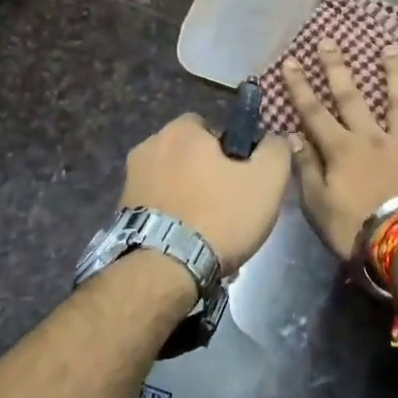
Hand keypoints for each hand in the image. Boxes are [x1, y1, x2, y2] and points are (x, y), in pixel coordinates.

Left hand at [120, 115, 291, 273]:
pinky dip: (171, 217)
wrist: (164, 270)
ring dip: (188, 196)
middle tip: (229, 206)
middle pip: (189, 154)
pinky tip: (186, 243)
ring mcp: (130, 179)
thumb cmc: (219, 215)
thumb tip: (274, 139)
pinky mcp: (121, 211)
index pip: (211, 127)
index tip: (243, 178)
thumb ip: (276, 150)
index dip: (231, 151)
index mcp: (180, 130)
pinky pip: (157, 206)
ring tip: (208, 231)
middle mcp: (149, 145)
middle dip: (207, 174)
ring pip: (172, 181)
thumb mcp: (266, 180)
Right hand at [282, 41, 397, 260]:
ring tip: (391, 48)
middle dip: (337, 68)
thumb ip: (306, 169)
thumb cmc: (356, 229)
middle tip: (329, 40)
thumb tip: (293, 137)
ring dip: (394, 74)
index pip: (313, 112)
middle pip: (351, 97)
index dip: (300, 87)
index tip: (290, 60)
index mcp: (340, 150)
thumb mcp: (318, 206)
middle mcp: (371, 138)